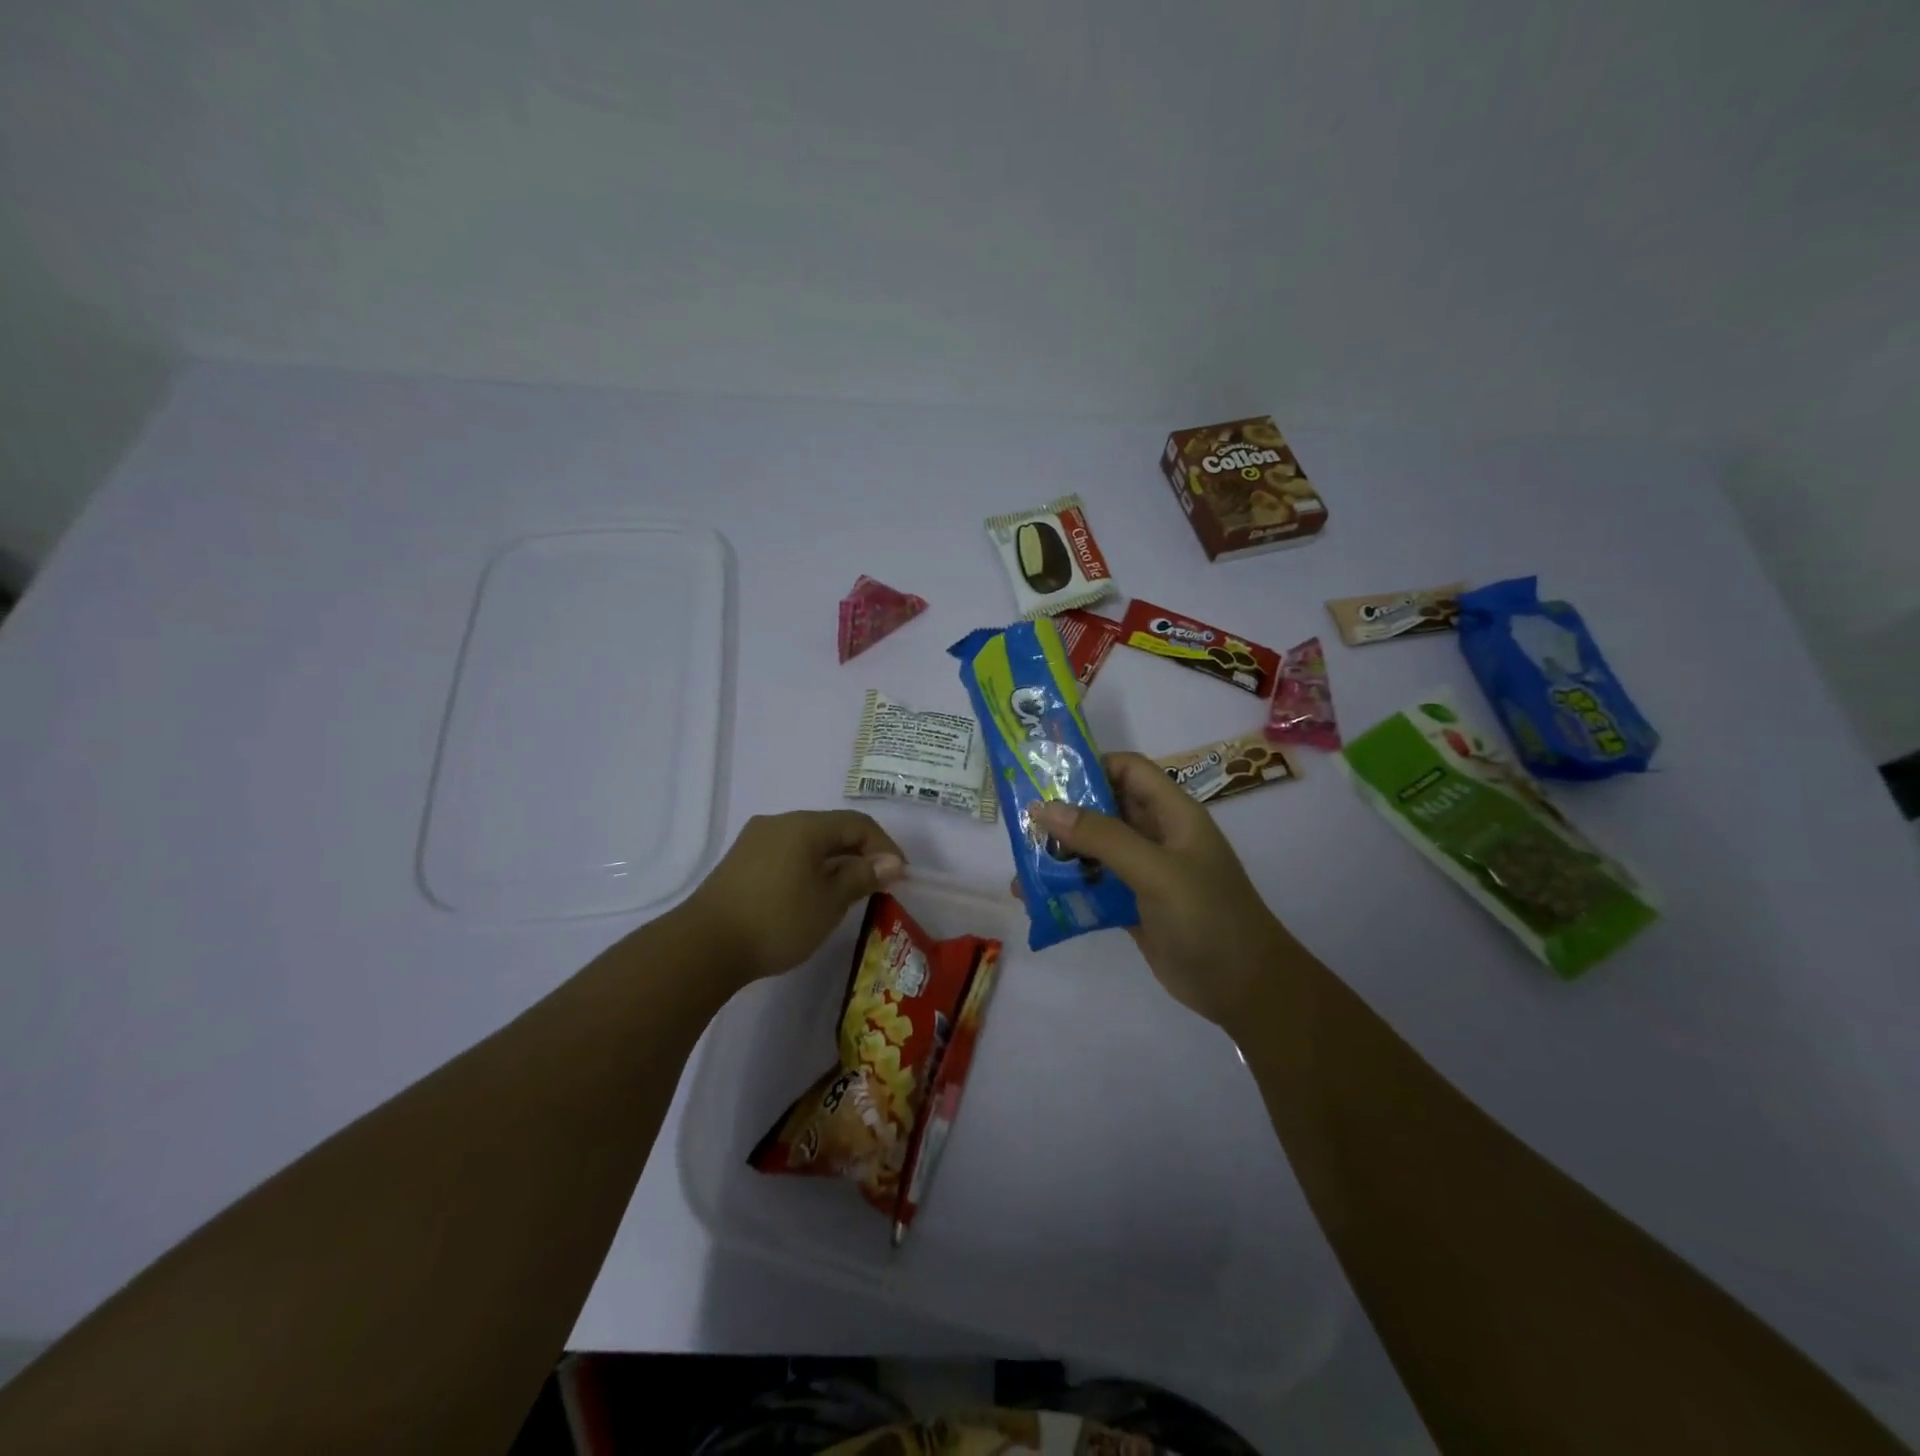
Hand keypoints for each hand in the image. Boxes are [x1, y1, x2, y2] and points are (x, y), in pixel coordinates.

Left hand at [682, 810, 905, 986]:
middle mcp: (779, 823)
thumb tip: (891, 862)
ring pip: (808, 844)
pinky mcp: (740, 863)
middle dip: (860, 854)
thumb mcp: (830, 901)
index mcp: (805, 825)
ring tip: (847, 894)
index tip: (900, 877)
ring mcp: (755, 841)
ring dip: (834, 863)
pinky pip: (787, 856)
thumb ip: (862, 876)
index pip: (857, 823)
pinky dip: (809, 869)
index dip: (885, 846)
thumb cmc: (777, 920)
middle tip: (877, 885)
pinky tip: (811, 897)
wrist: (704, 946)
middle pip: (832, 830)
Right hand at [1027, 752, 1301, 1030]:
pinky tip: (1035, 899)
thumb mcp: (1155, 870)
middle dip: (1065, 812)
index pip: (1128, 770)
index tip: (1046, 777)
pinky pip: (1095, 887)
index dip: (1091, 765)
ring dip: (1062, 853)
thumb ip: (1102, 837)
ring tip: (1021, 863)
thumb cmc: (1207, 917)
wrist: (1244, 988)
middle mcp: (1157, 836)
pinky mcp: (1134, 906)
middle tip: (1019, 821)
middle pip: (1106, 808)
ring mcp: (1145, 873)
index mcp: (1173, 814)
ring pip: (1096, 850)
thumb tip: (1044, 807)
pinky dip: (1068, 888)